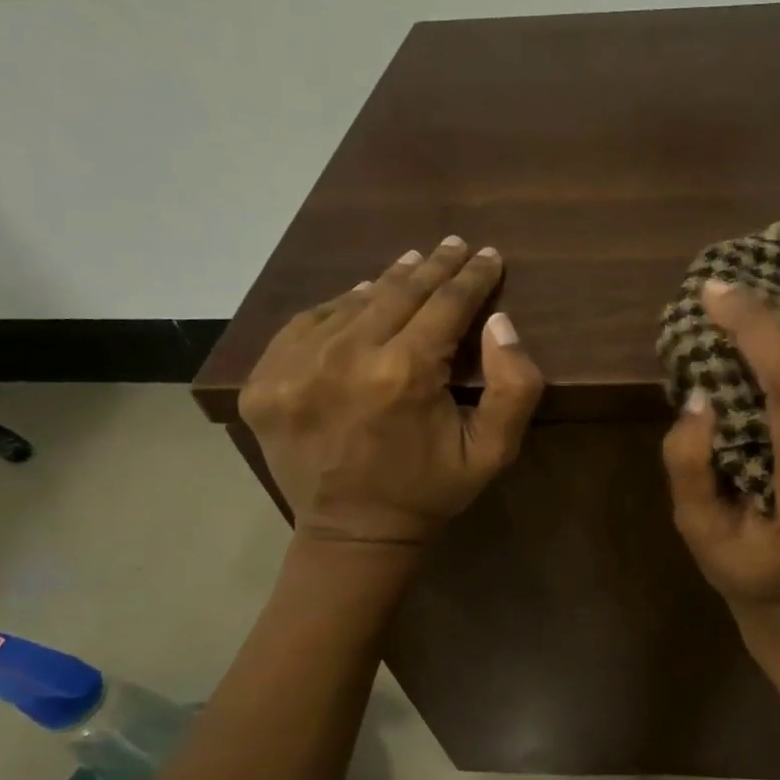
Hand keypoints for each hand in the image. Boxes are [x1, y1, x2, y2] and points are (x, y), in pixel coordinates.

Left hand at [239, 237, 543, 549]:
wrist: (353, 535)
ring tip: (412, 264)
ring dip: (386, 282)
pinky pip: (305, 324)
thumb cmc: (430, 491)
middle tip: (453, 245)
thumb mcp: (494, 452)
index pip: (445, 304)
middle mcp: (343, 359)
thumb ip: (514, 387)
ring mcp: (294, 368)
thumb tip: (499, 321)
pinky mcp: (265, 382)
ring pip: (350, 303)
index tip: (488, 255)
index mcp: (403, 375)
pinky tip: (358, 301)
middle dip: (432, 267)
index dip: (472, 277)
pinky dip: (337, 308)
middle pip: (397, 293)